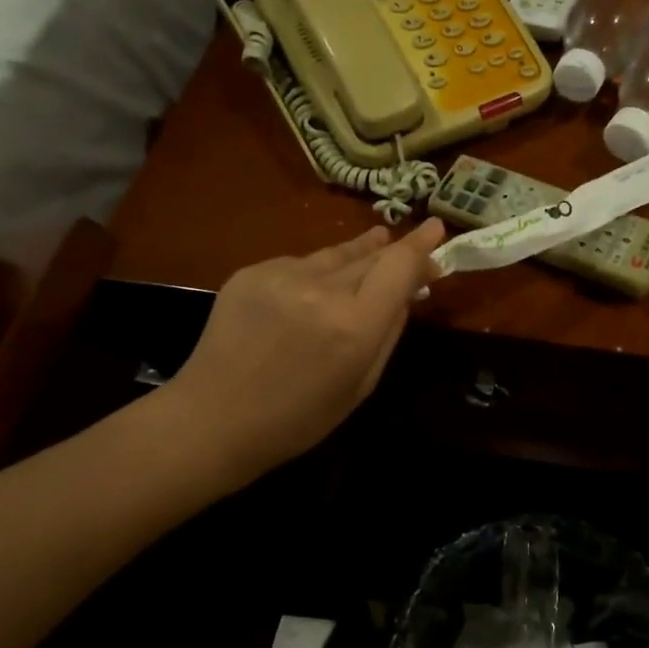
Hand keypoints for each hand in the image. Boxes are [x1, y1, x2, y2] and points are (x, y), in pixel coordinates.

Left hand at [167, 221, 445, 489]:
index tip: (436, 228)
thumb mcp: (361, 385)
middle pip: (371, 255)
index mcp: (354, 325)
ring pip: (335, 255)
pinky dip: (317, 272)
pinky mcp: (252, 271)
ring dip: (359, 254)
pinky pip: (301, 264)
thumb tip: (407, 292)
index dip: (421, 246)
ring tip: (375, 243)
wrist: (212, 419)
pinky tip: (314, 289)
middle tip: (411, 254)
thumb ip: (389, 332)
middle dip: (395, 253)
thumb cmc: (297, 418)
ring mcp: (282, 275)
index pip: (398, 266)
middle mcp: (322, 289)